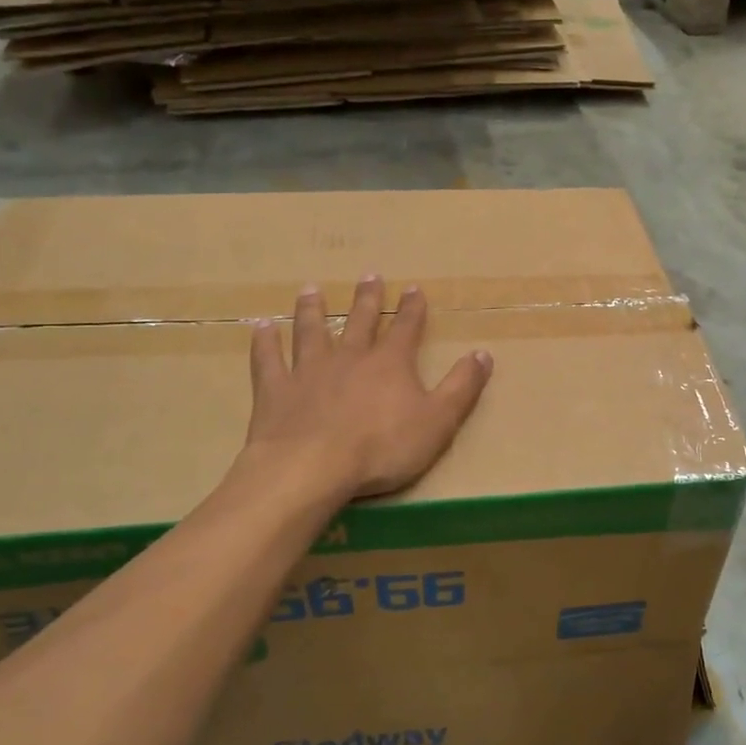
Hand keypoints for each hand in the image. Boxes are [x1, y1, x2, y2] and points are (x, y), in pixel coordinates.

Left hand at [244, 275, 492, 498]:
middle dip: (367, 298)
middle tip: (369, 276)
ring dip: (312, 310)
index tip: (413, 288)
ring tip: (311, 290)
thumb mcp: (438, 420)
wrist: (312, 468)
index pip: (406, 327)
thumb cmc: (382, 447)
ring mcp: (309, 370)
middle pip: (360, 321)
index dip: (412, 308)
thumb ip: (462, 386)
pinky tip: (262, 327)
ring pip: (311, 331)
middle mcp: (349, 356)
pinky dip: (265, 342)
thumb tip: (483, 353)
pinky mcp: (276, 390)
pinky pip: (268, 359)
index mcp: (390, 363)